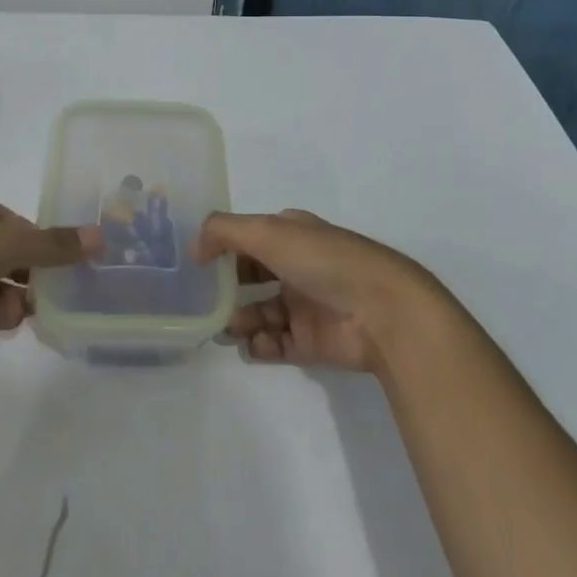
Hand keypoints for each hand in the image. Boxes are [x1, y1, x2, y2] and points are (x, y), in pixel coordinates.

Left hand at [0, 185, 98, 354]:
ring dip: (20, 295)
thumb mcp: (7, 242)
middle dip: (34, 271)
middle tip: (68, 290)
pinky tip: (22, 320)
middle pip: (7, 253)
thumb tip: (100, 236)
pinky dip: (0, 314)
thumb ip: (53, 245)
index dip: (43, 241)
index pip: (16, 223)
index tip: (71, 261)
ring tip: (50, 309)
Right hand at [197, 209, 434, 371]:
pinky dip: (260, 346)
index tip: (194, 264)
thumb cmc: (324, 261)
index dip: (222, 247)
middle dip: (226, 288)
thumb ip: (223, 232)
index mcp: (291, 234)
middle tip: (200, 302)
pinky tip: (252, 345)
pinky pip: (275, 344)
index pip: (249, 237)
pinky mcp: (311, 342)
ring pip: (259, 312)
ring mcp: (304, 305)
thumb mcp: (267, 231)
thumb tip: (194, 248)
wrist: (382, 311)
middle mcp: (297, 266)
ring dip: (239, 319)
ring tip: (225, 327)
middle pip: (251, 276)